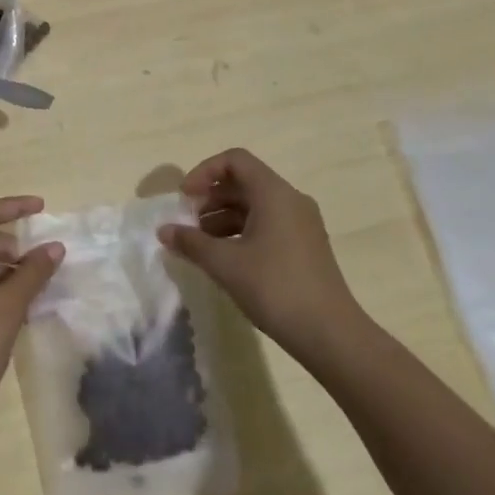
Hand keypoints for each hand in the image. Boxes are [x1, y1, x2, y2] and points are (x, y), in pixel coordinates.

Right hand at [158, 149, 364, 365]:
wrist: (330, 334)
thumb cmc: (275, 288)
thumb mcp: (225, 264)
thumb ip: (191, 242)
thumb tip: (164, 231)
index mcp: (274, 193)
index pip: (235, 160)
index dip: (204, 171)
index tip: (185, 198)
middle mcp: (291, 200)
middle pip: (244, 182)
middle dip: (210, 198)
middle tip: (187, 224)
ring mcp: (301, 224)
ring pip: (254, 206)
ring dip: (222, 218)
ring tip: (200, 245)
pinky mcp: (304, 247)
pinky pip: (267, 224)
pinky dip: (241, 232)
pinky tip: (224, 259)